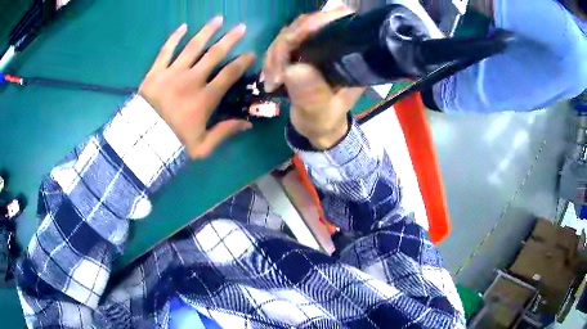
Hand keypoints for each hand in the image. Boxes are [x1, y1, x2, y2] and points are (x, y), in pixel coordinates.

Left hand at [139, 17, 254, 158]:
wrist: (142, 143)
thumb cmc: (173, 144)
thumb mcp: (202, 146)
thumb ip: (225, 132)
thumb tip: (248, 124)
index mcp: (205, 98)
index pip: (229, 74)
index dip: (242, 62)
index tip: (251, 53)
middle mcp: (192, 80)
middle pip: (214, 54)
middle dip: (230, 39)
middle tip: (241, 27)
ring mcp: (173, 73)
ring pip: (193, 46)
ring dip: (207, 31)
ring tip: (218, 19)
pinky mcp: (156, 72)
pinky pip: (166, 50)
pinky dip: (174, 38)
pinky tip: (183, 26)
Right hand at [262, 7, 363, 149]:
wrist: (318, 127)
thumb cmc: (325, 121)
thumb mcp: (322, 112)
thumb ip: (311, 94)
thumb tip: (294, 69)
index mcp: (350, 55)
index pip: (335, 24)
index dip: (313, 24)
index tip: (292, 41)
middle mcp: (334, 45)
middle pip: (307, 25)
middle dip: (285, 45)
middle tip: (275, 74)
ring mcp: (316, 46)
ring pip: (290, 33)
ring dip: (275, 55)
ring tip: (271, 81)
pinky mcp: (301, 52)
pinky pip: (282, 45)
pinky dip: (271, 59)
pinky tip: (269, 78)